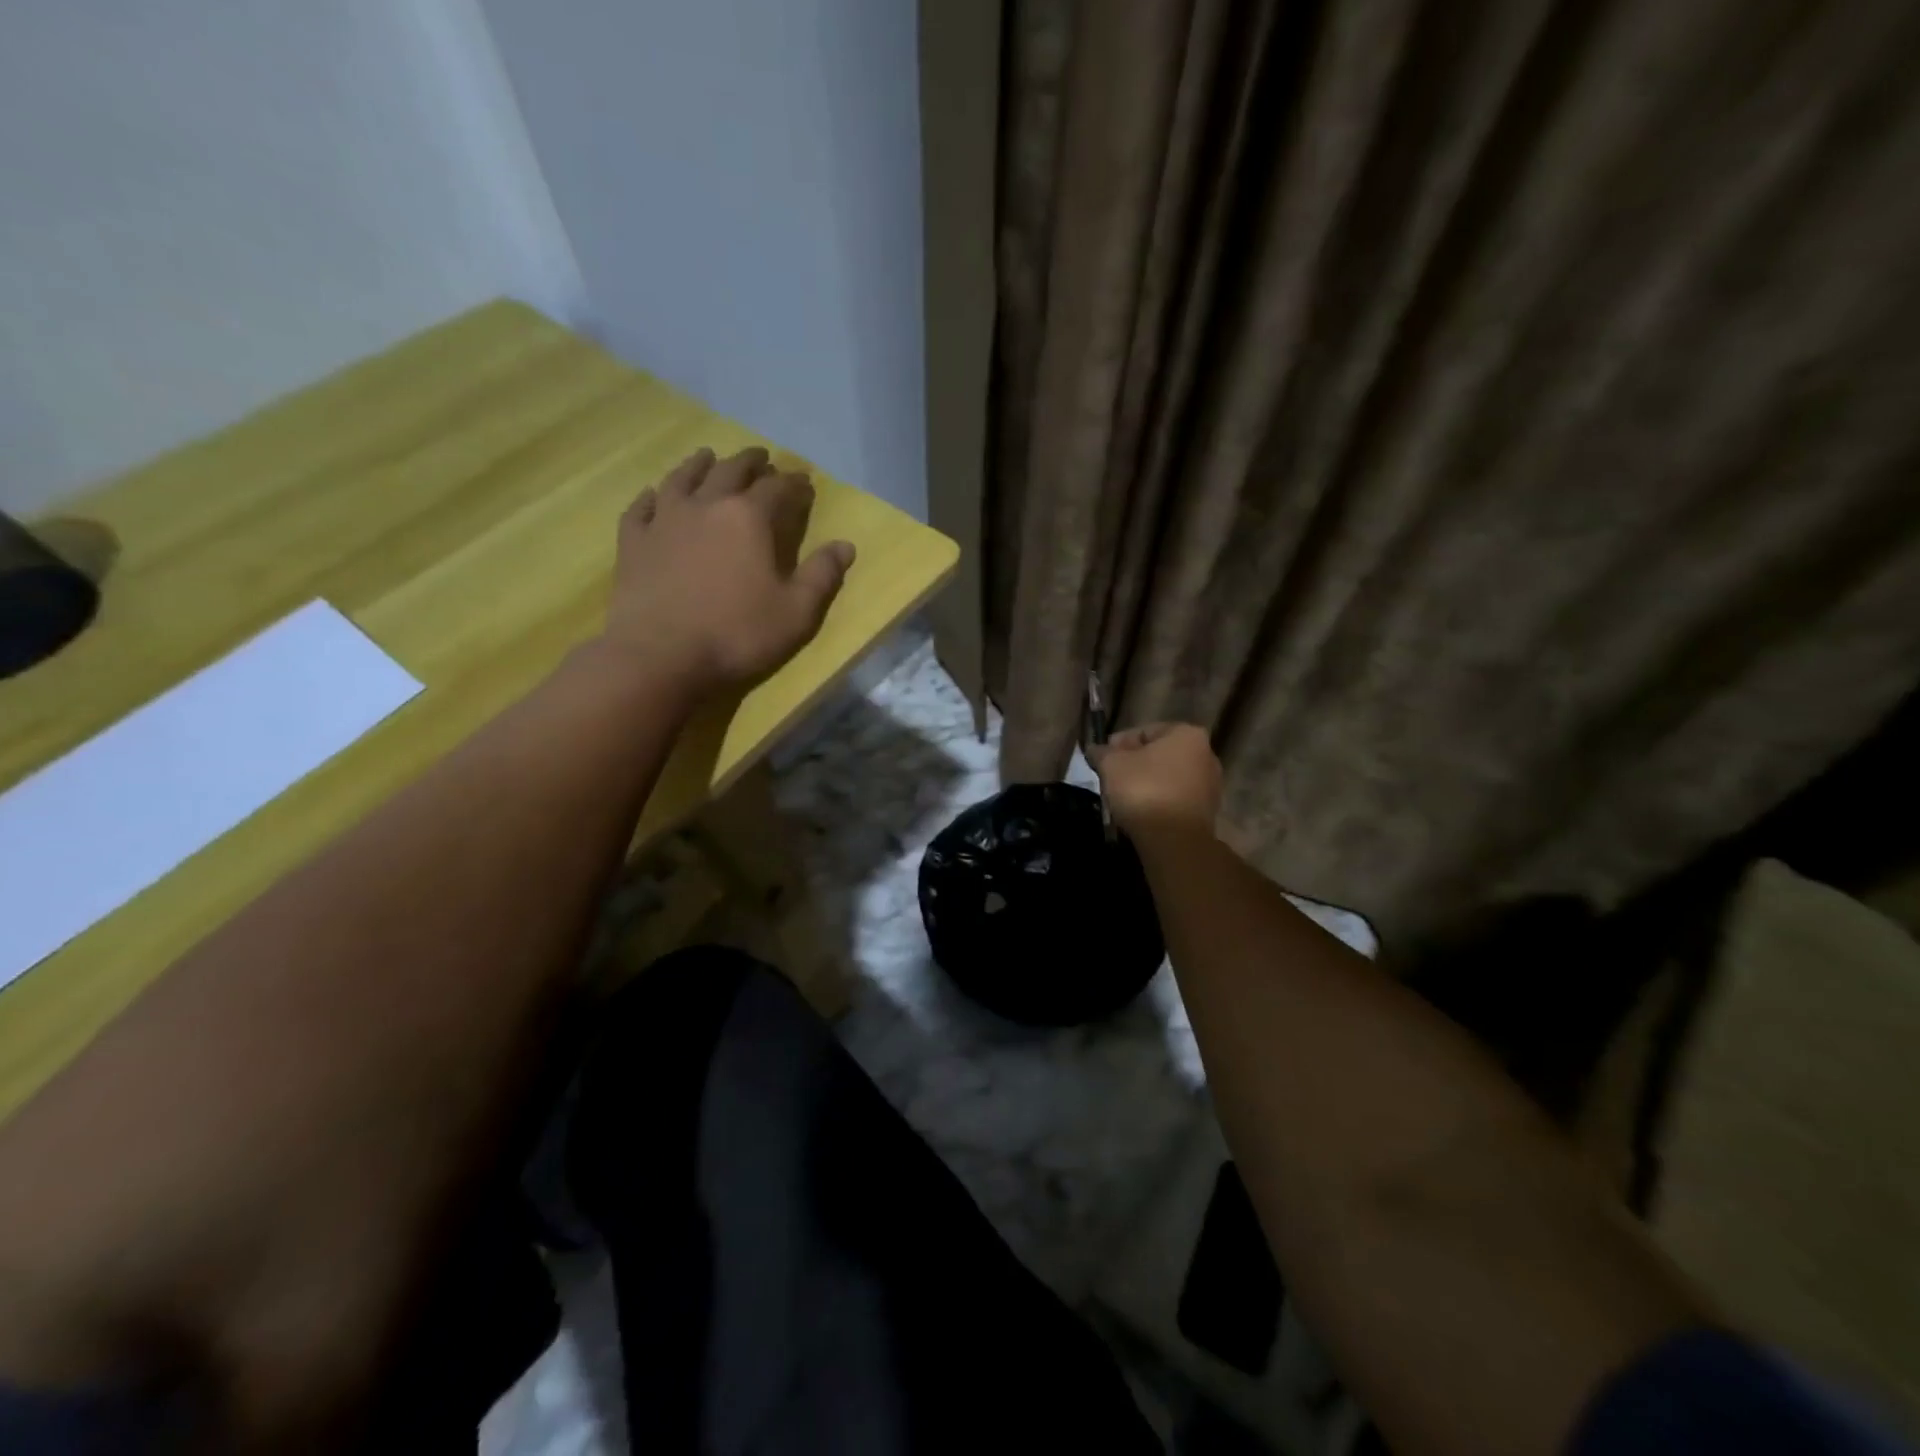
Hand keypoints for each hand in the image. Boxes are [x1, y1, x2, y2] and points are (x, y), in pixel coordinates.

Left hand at [605, 446, 855, 694]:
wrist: (661, 656)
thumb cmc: (737, 634)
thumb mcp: (797, 612)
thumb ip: (822, 575)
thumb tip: (845, 545)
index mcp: (749, 518)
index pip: (777, 488)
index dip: (794, 483)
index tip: (804, 481)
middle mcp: (705, 506)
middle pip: (729, 471)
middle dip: (750, 462)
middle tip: (760, 457)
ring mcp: (664, 521)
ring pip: (682, 478)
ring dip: (698, 465)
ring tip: (707, 456)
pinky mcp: (633, 543)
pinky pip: (641, 508)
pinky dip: (651, 496)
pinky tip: (653, 494)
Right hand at [1090, 722, 1223, 836]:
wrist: (1174, 840)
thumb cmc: (1144, 790)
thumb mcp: (1112, 765)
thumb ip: (1102, 752)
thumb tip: (1095, 749)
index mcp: (1187, 734)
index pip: (1144, 731)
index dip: (1119, 743)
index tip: (1102, 758)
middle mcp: (1206, 754)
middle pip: (1159, 754)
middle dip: (1135, 763)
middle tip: (1111, 776)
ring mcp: (1210, 785)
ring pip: (1168, 777)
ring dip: (1147, 782)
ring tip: (1123, 796)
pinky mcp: (1207, 811)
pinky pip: (1175, 798)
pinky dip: (1159, 800)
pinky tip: (1141, 811)